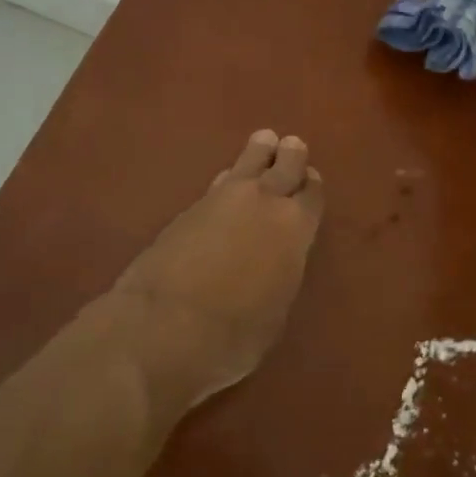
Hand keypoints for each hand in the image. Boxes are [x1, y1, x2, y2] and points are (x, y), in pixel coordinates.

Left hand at [112, 129, 324, 406]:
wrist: (163, 327)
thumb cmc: (233, 335)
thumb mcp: (275, 311)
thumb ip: (282, 272)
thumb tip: (277, 258)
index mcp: (294, 228)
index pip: (312, 194)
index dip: (312, 185)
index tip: (311, 180)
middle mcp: (263, 202)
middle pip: (284, 164)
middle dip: (290, 155)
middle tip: (292, 146)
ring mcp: (222, 199)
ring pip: (248, 161)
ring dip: (259, 151)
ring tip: (264, 141)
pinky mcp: (188, 208)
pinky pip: (220, 181)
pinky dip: (229, 177)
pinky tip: (229, 178)